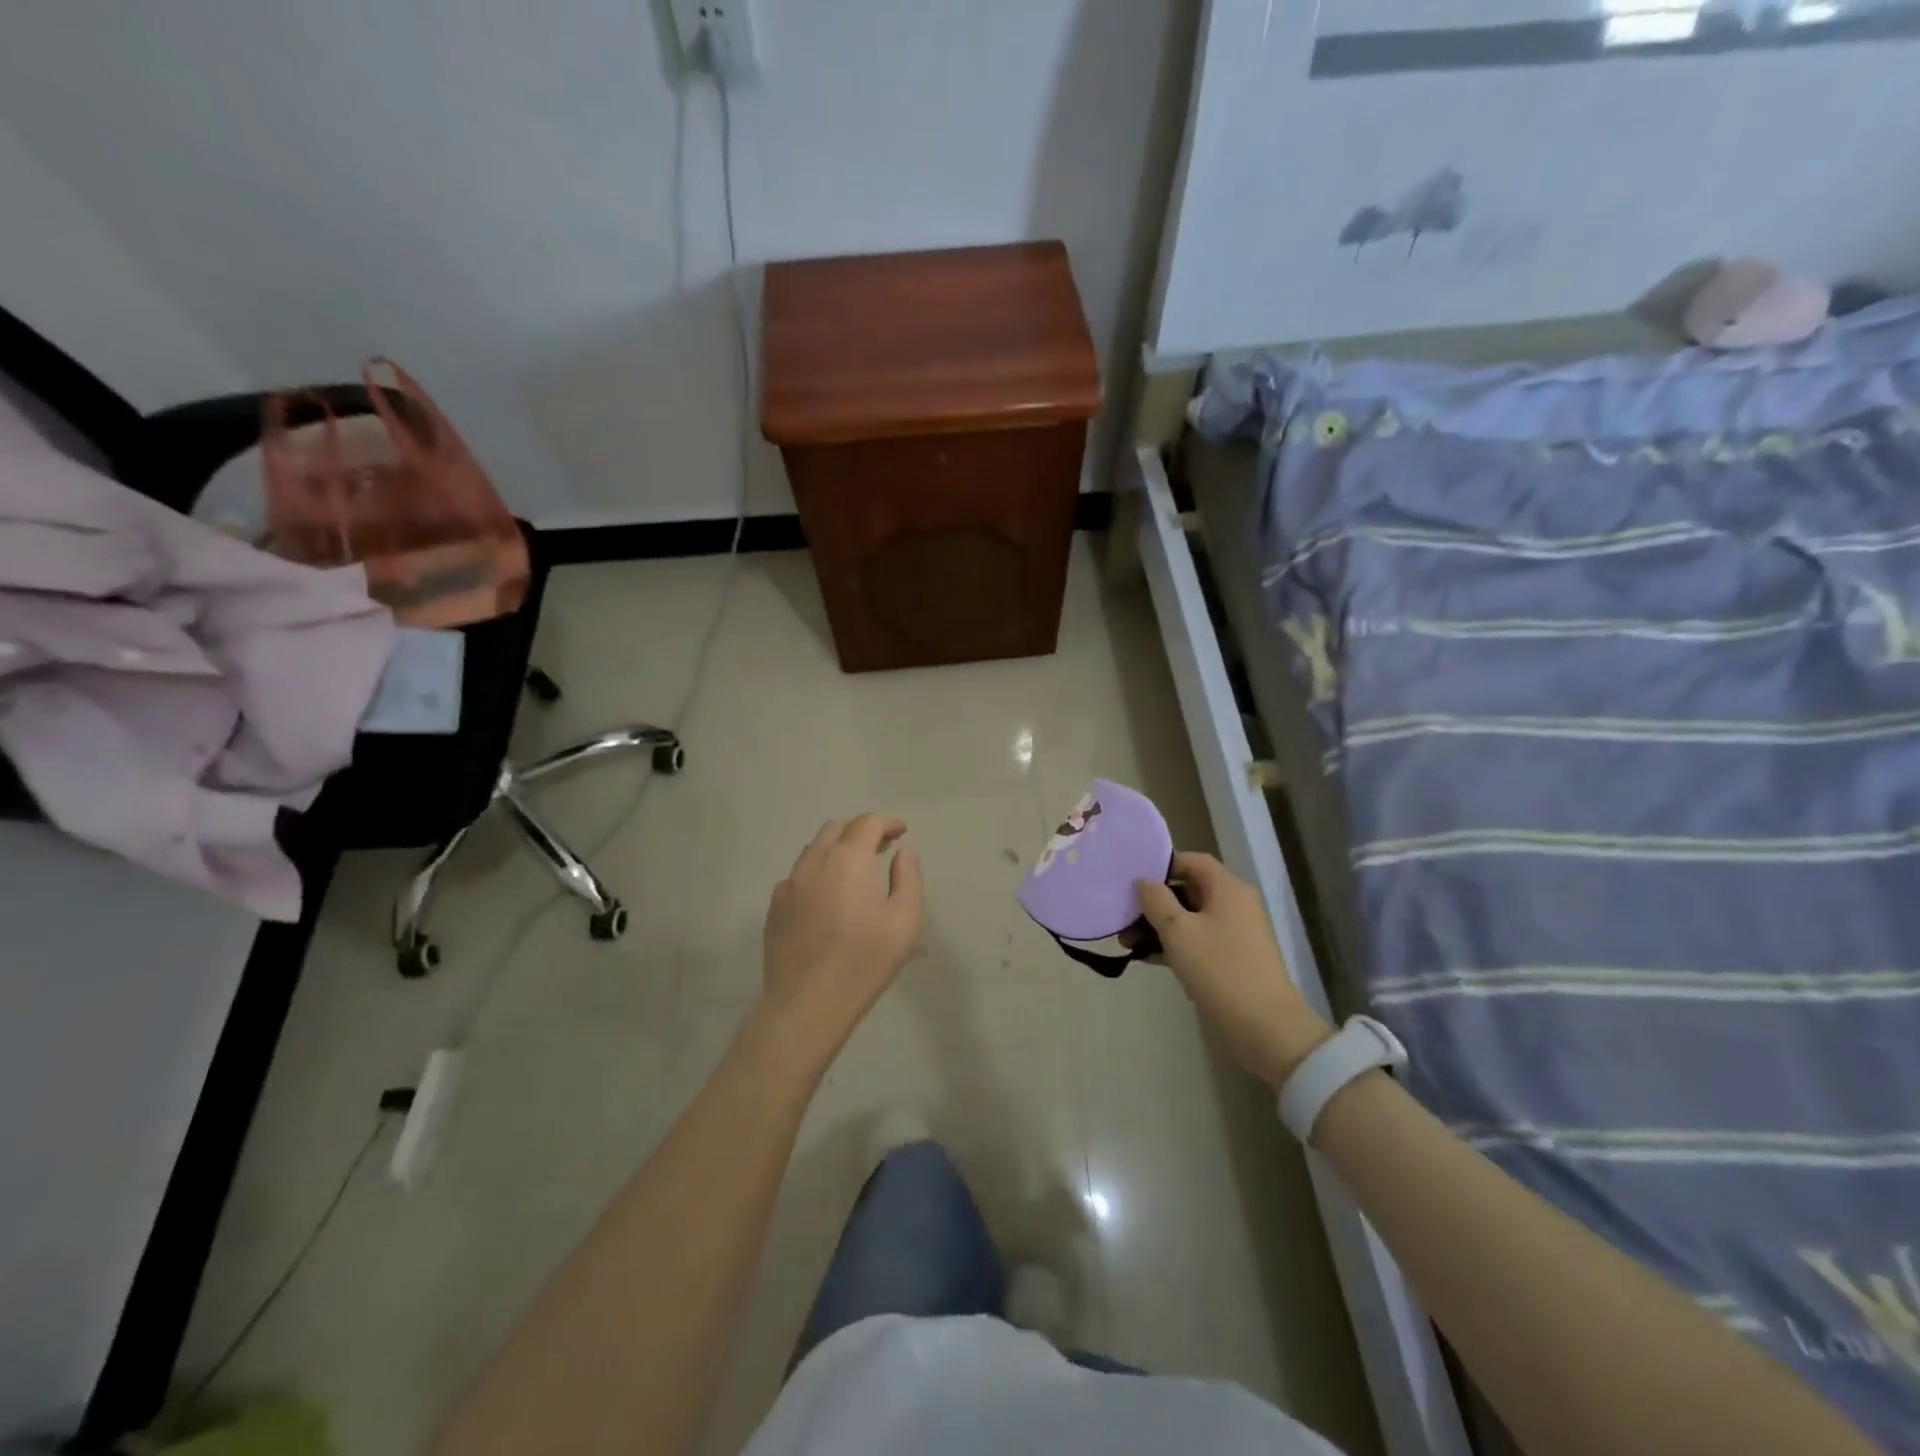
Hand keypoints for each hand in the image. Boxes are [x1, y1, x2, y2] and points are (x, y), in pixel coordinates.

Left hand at [760, 815, 924, 1054]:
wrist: (808, 1002)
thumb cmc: (865, 959)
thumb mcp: (905, 919)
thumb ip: (908, 877)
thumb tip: (904, 851)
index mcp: (848, 859)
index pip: (867, 823)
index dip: (887, 823)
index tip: (901, 832)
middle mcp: (814, 861)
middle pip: (836, 829)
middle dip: (860, 832)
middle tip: (880, 849)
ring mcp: (788, 884)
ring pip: (813, 851)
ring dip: (836, 851)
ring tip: (853, 872)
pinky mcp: (774, 907)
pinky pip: (797, 877)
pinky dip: (816, 875)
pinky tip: (826, 899)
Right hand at [1136, 852, 1333, 1087]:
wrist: (1264, 1026)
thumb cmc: (1219, 968)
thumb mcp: (1178, 930)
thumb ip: (1156, 900)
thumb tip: (1143, 881)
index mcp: (1227, 889)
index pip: (1192, 861)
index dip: (1162, 865)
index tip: (1133, 879)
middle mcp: (1234, 905)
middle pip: (1188, 890)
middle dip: (1154, 902)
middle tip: (1123, 916)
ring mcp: (1234, 934)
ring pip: (1189, 918)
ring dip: (1158, 927)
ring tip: (1127, 942)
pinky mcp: (1230, 959)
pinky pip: (1196, 941)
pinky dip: (1173, 945)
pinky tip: (1145, 957)